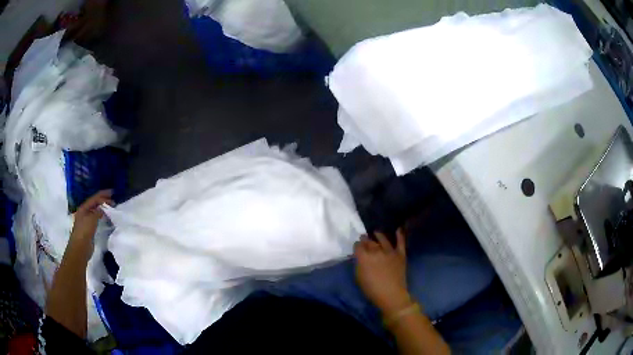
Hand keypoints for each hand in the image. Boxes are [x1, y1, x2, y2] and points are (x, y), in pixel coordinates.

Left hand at [70, 190, 112, 252]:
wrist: (80, 248)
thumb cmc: (84, 231)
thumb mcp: (91, 219)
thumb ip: (97, 212)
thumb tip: (103, 208)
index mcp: (83, 208)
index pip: (94, 198)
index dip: (103, 194)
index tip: (112, 192)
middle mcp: (84, 212)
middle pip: (95, 203)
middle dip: (103, 201)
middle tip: (113, 201)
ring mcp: (86, 221)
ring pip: (96, 211)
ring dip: (103, 208)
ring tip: (111, 208)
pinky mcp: (89, 228)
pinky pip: (97, 219)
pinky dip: (102, 216)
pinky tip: (106, 217)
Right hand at [354, 229, 411, 316]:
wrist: (391, 294)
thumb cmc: (372, 289)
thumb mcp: (359, 277)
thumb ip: (359, 264)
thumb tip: (359, 257)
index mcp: (364, 257)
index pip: (358, 246)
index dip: (356, 245)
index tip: (356, 247)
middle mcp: (376, 251)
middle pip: (369, 241)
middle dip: (365, 239)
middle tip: (363, 238)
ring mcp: (390, 251)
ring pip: (383, 239)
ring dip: (378, 235)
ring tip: (376, 232)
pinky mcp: (400, 254)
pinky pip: (400, 242)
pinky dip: (400, 235)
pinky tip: (398, 229)